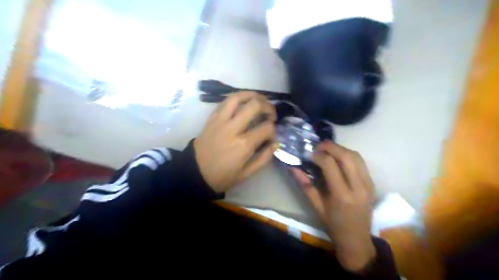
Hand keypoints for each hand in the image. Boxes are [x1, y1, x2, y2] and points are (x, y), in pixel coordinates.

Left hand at [192, 91, 276, 192]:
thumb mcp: (246, 173)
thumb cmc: (222, 175)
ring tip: (260, 99)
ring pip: (238, 97)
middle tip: (271, 114)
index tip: (272, 136)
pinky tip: (244, 101)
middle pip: (255, 105)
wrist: (195, 172)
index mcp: (243, 144)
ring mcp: (221, 120)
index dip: (274, 130)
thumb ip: (264, 158)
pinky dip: (237, 97)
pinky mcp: (212, 118)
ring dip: (252, 95)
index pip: (267, 128)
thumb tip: (275, 143)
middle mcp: (233, 128)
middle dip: (268, 107)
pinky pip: (225, 101)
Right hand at [289, 141, 374, 272]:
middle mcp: (358, 187)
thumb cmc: (333, 225)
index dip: (317, 155)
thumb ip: (305, 185)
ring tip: (327, 150)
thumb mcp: (316, 206)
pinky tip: (338, 158)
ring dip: (340, 149)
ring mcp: (368, 184)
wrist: (357, 239)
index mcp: (342, 195)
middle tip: (318, 147)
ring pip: (356, 156)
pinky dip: (348, 155)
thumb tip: (292, 167)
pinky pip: (361, 162)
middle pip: (346, 155)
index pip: (330, 165)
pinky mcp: (372, 183)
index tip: (308, 154)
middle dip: (330, 146)